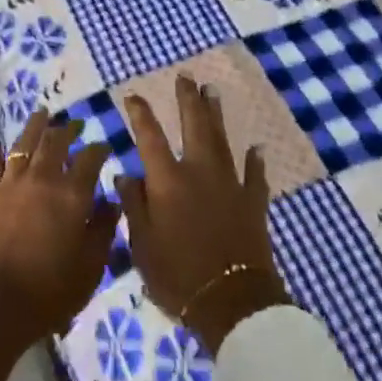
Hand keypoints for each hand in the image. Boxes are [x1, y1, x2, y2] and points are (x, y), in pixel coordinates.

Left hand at [0, 112, 119, 380]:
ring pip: (23, 144)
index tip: (104, 146)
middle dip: (67, 129)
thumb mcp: (91, 266)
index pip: (90, 158)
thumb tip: (111, 201)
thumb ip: (104, 229)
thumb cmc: (51, 289)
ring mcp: (11, 184)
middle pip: (55, 142)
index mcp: (73, 194)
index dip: (99, 149)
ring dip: (34, 127)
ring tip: (41, 114)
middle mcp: (42, 178)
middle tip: (74, 124)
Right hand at [116, 75, 289, 354]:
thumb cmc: (177, 275)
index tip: (133, 96)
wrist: (232, 302)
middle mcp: (198, 172)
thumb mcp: (141, 245)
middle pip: (193, 126)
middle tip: (186, 78)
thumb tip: (126, 175)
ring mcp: (230, 184)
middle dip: (187, 100)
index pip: (149, 137)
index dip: (140, 114)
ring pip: (222, 140)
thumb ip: (134, 206)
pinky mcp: (253, 202)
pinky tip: (255, 148)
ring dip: (216, 115)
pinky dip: (254, 161)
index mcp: (167, 181)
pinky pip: (254, 175)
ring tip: (212, 93)